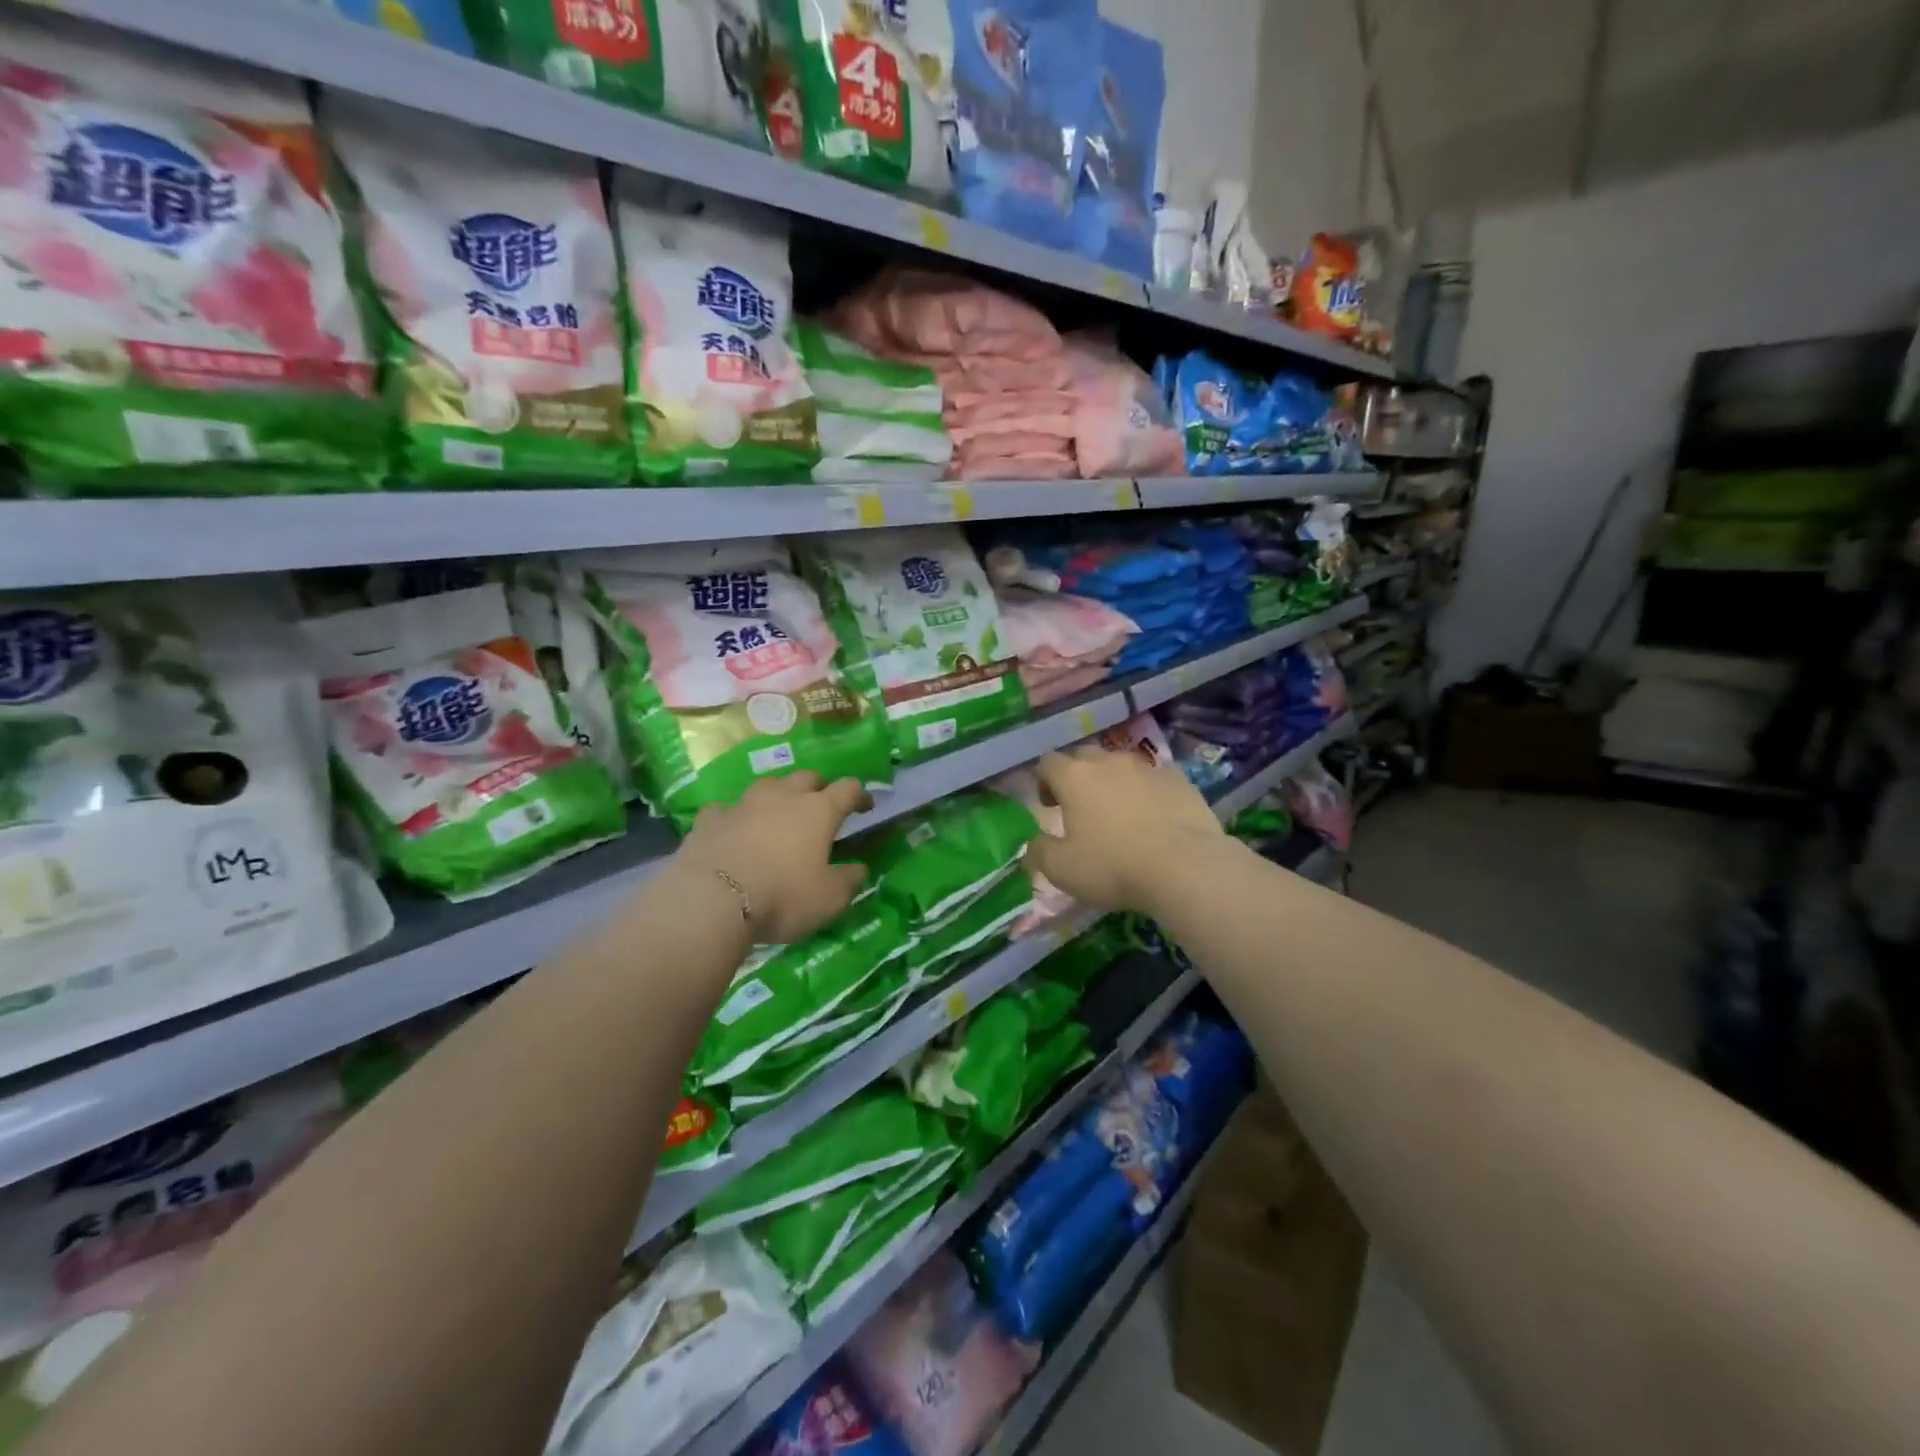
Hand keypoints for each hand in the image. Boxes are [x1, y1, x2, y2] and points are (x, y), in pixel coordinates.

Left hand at [674, 771, 871, 943]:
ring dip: (777, 795)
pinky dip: (734, 816)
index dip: (860, 795)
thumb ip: (849, 880)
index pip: (848, 789)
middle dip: (818, 787)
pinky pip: (726, 809)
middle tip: (820, 805)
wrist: (712, 899)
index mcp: (818, 810)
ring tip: (777, 814)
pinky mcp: (710, 819)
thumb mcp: (830, 899)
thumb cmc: (783, 896)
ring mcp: (743, 804)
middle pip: (807, 777)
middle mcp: (783, 797)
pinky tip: (732, 829)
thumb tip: (859, 869)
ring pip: (767, 785)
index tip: (866, 806)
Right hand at [1026, 747, 1226, 912]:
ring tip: (1121, 813)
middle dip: (1078, 777)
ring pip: (1121, 765)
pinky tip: (1155, 817)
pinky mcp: (1179, 779)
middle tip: (1082, 808)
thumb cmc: (1113, 866)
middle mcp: (1108, 762)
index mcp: (1074, 777)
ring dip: (1114, 782)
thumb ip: (1039, 852)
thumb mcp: (1062, 869)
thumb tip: (1032, 844)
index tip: (1050, 807)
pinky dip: (1148, 791)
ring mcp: (1147, 767)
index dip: (1044, 781)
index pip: (1048, 762)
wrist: (1185, 866)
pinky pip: (1155, 778)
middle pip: (1084, 757)